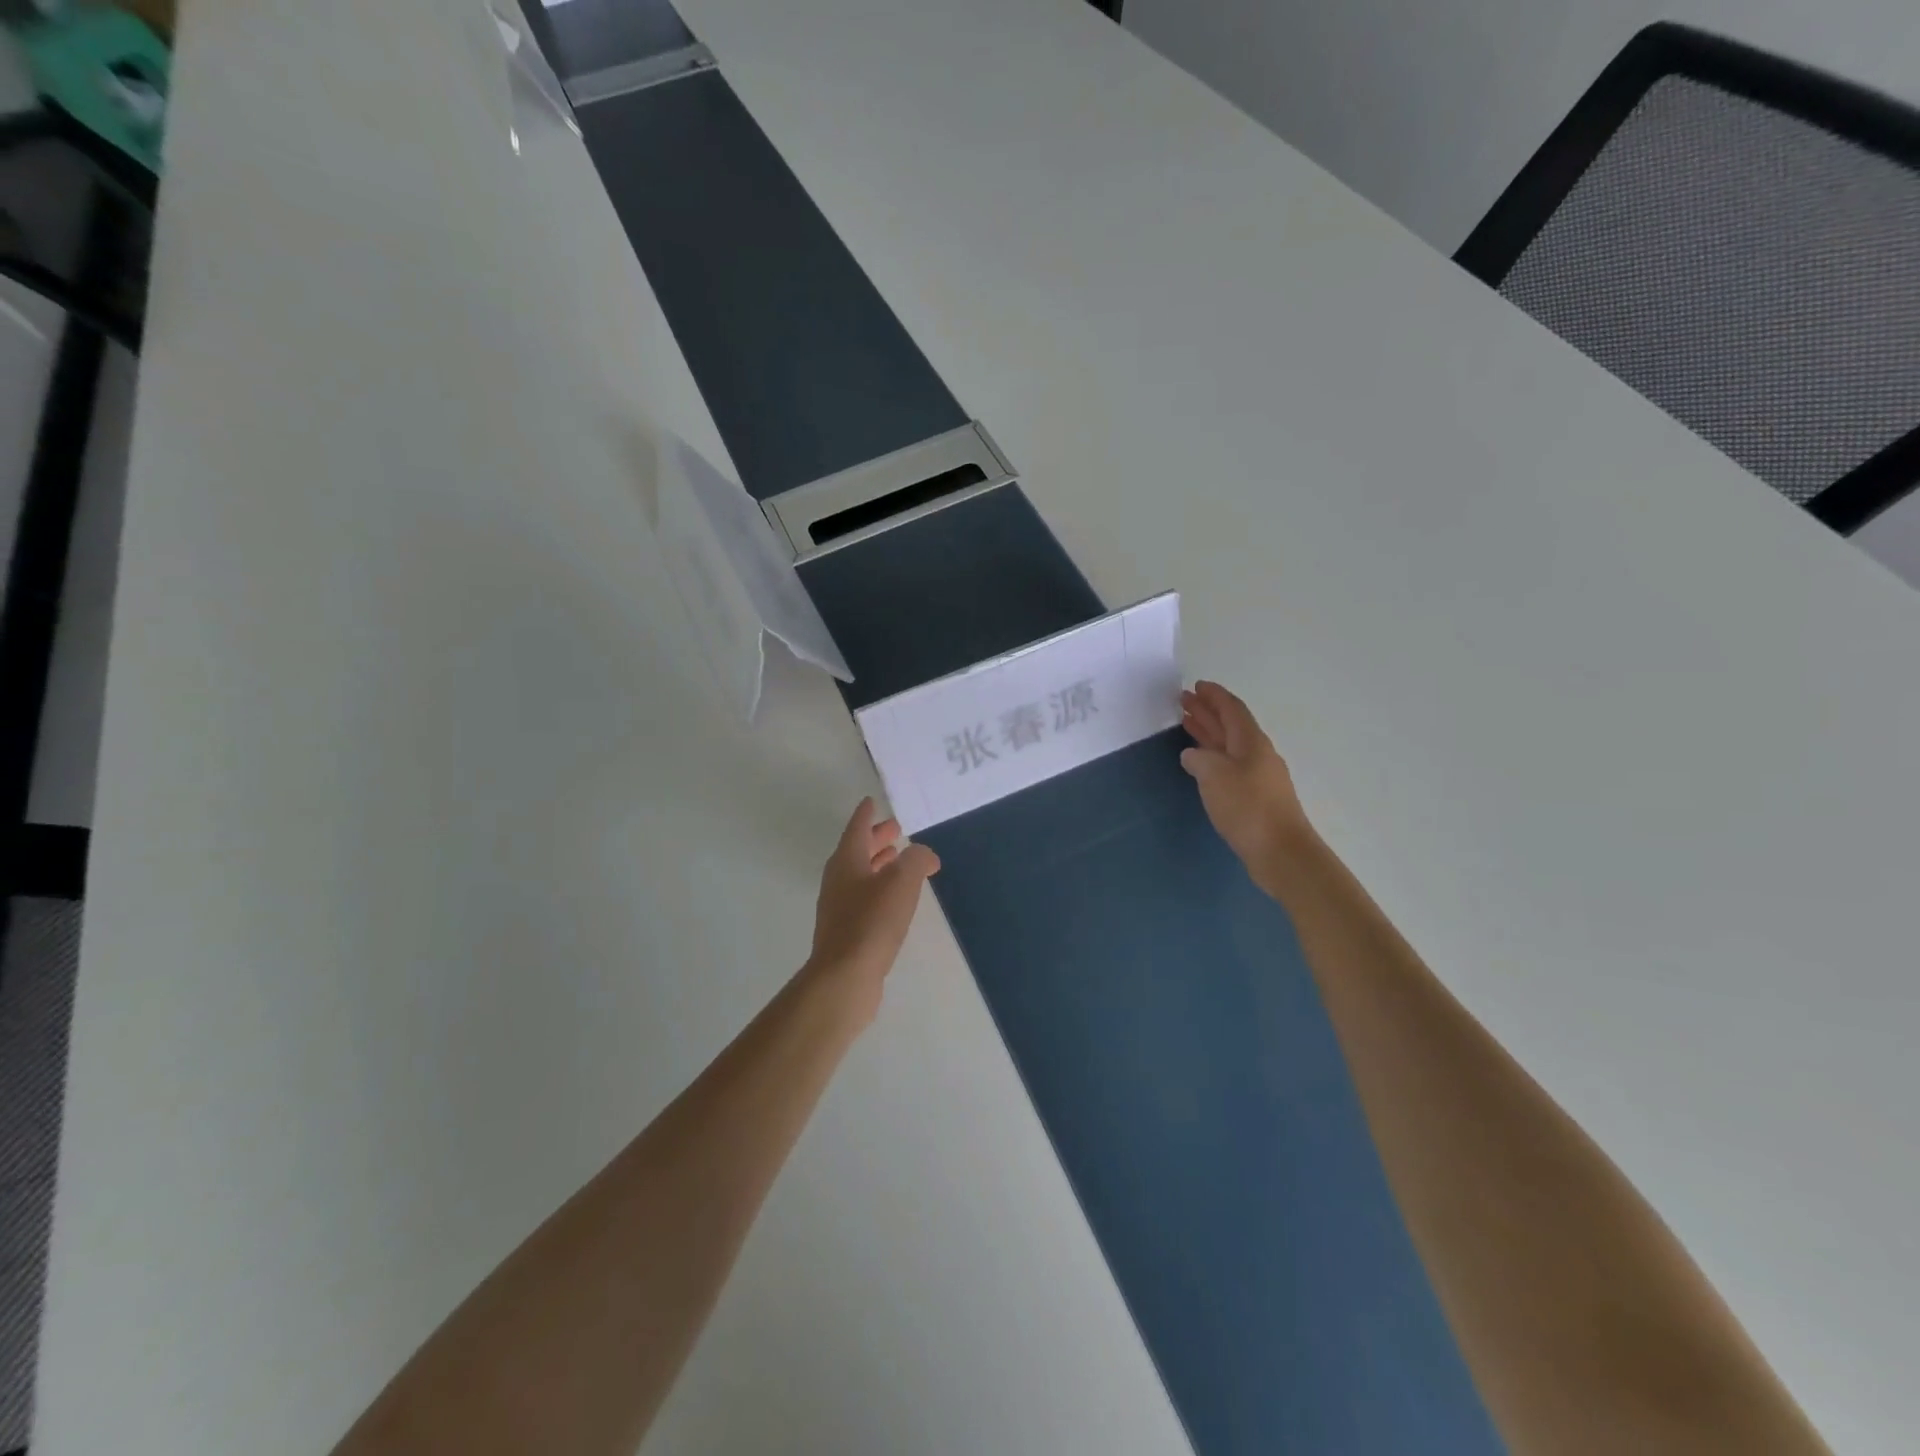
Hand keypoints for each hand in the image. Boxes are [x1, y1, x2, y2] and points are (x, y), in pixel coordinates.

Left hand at [808, 798, 939, 1014]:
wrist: (845, 976)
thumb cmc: (872, 922)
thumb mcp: (902, 882)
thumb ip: (916, 860)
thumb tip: (924, 855)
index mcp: (847, 861)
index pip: (857, 828)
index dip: (866, 814)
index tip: (871, 801)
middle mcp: (838, 879)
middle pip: (857, 851)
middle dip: (876, 839)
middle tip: (895, 830)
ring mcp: (839, 907)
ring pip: (860, 875)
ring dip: (878, 864)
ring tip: (898, 860)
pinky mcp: (846, 931)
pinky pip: (864, 897)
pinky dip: (879, 888)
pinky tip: (895, 898)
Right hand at [1180, 681, 1313, 886]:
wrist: (1280, 852)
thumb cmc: (1247, 807)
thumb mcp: (1214, 776)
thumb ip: (1198, 759)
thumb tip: (1192, 755)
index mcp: (1251, 742)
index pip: (1232, 709)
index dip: (1214, 696)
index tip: (1196, 685)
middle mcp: (1257, 754)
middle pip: (1230, 725)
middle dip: (1207, 711)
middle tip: (1183, 701)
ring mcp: (1258, 776)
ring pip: (1228, 745)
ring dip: (1208, 733)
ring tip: (1187, 723)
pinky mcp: (1255, 797)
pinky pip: (1229, 765)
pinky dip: (1212, 756)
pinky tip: (1200, 762)